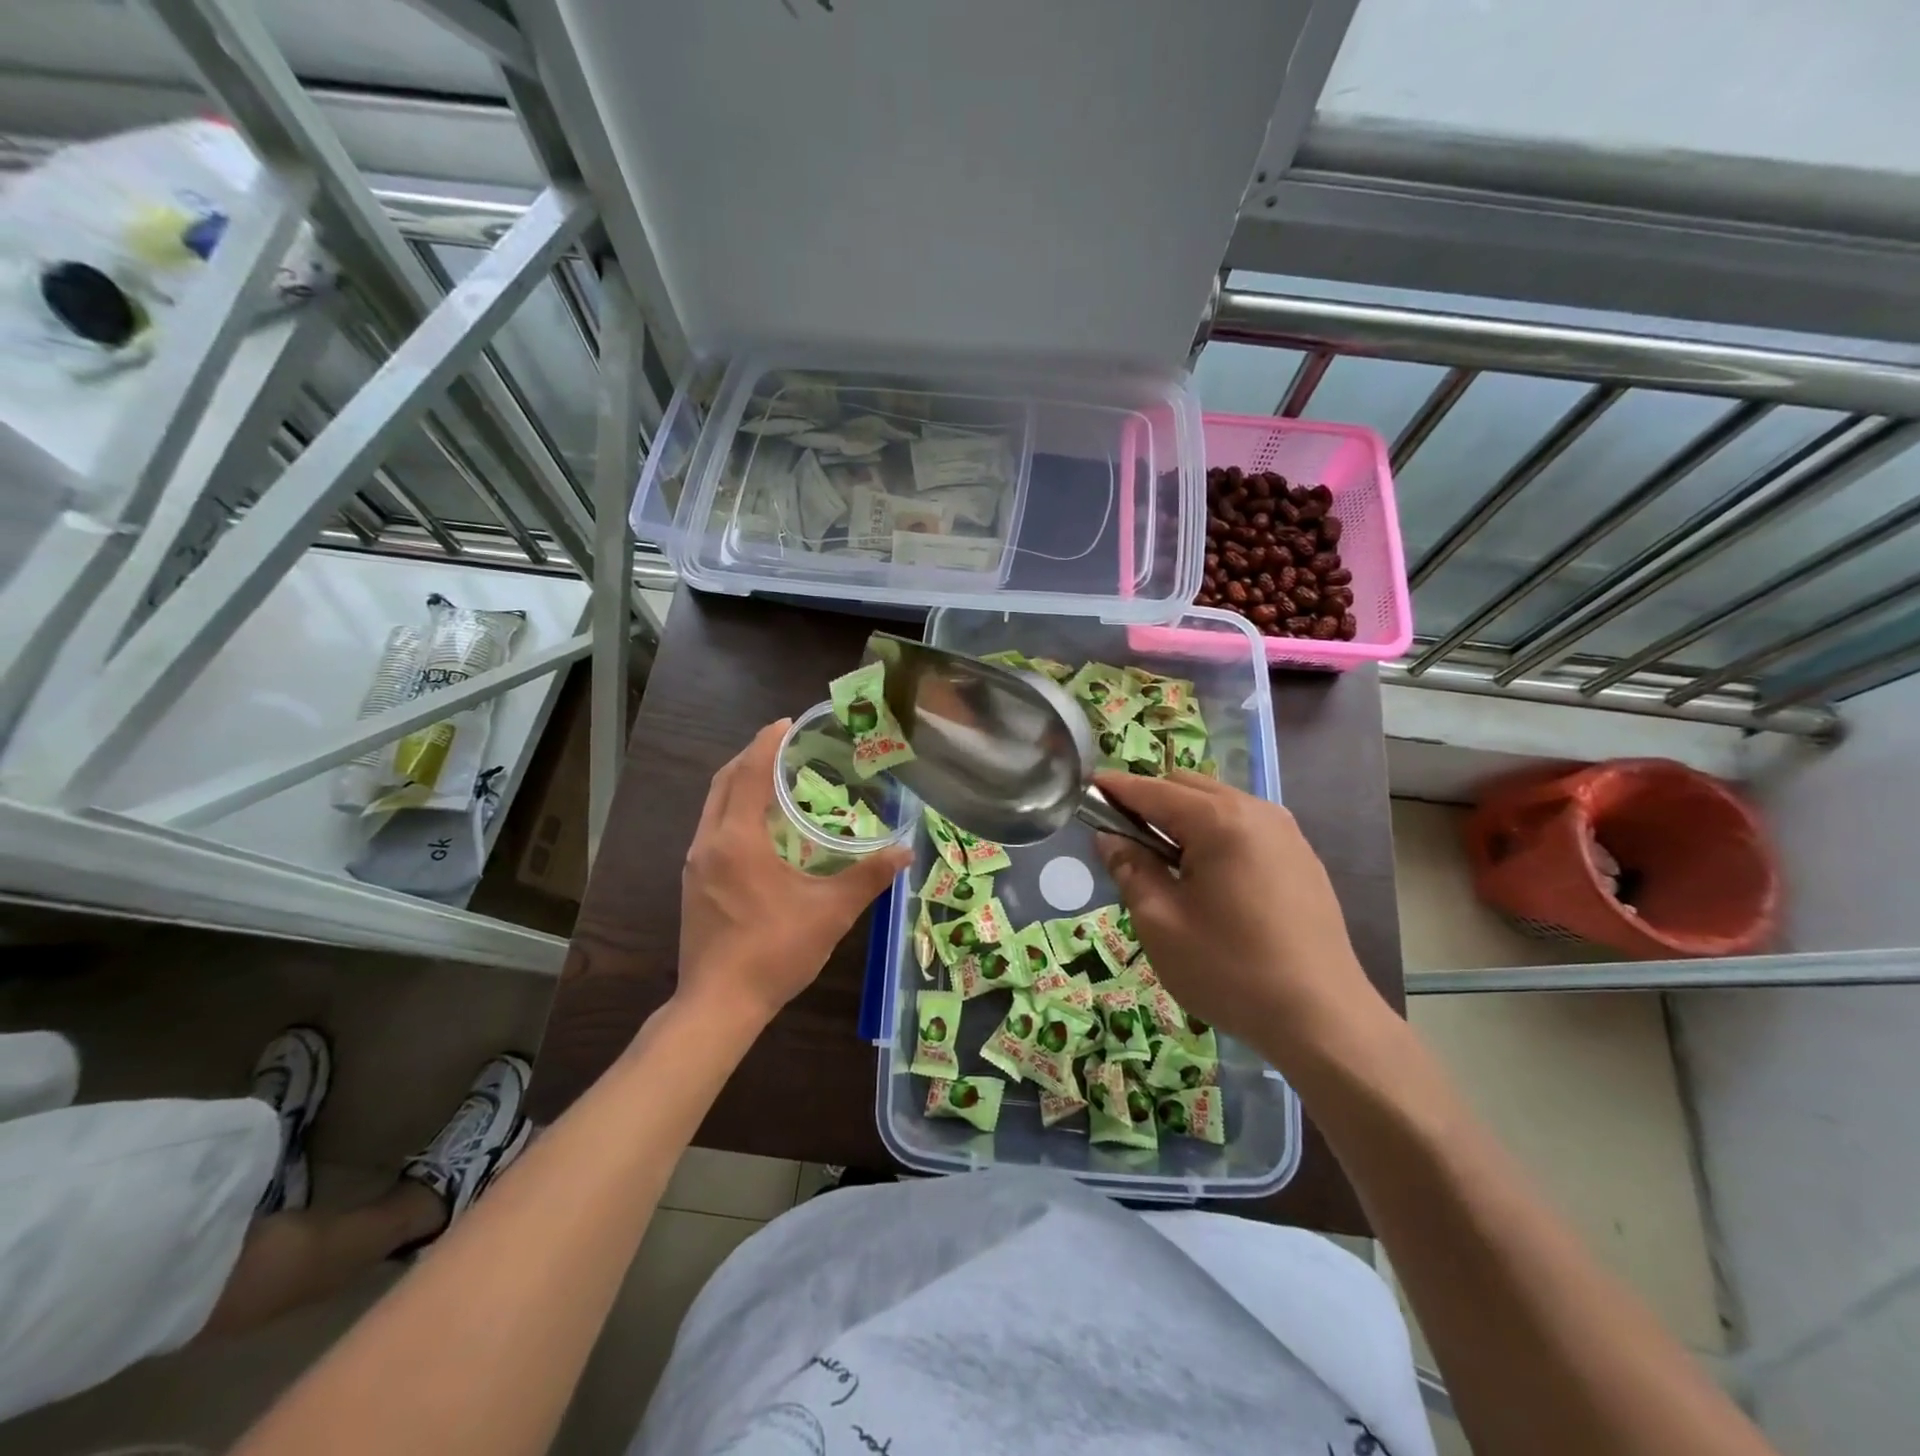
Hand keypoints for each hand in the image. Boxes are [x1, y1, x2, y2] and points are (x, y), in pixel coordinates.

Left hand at [678, 720, 910, 1030]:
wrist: (718, 1005)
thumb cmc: (775, 952)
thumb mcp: (830, 913)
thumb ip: (868, 877)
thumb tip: (905, 851)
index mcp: (737, 840)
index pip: (749, 774)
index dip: (767, 744)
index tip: (786, 723)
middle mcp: (708, 842)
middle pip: (724, 782)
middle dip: (750, 756)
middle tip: (783, 743)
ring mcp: (695, 863)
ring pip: (713, 805)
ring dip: (739, 782)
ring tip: (773, 776)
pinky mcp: (692, 882)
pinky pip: (711, 827)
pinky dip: (732, 809)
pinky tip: (758, 825)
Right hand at [1092, 771, 1388, 1064]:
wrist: (1322, 1018)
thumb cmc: (1230, 969)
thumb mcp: (1161, 922)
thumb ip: (1131, 869)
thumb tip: (1110, 838)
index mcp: (1219, 821)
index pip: (1152, 790)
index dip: (1115, 788)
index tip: (1085, 789)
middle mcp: (1256, 811)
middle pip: (1187, 786)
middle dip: (1149, 800)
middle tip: (1120, 835)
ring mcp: (1285, 833)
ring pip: (1218, 804)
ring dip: (1182, 817)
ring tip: (1161, 859)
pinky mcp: (1301, 857)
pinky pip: (1244, 826)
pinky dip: (1214, 833)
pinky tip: (1206, 875)